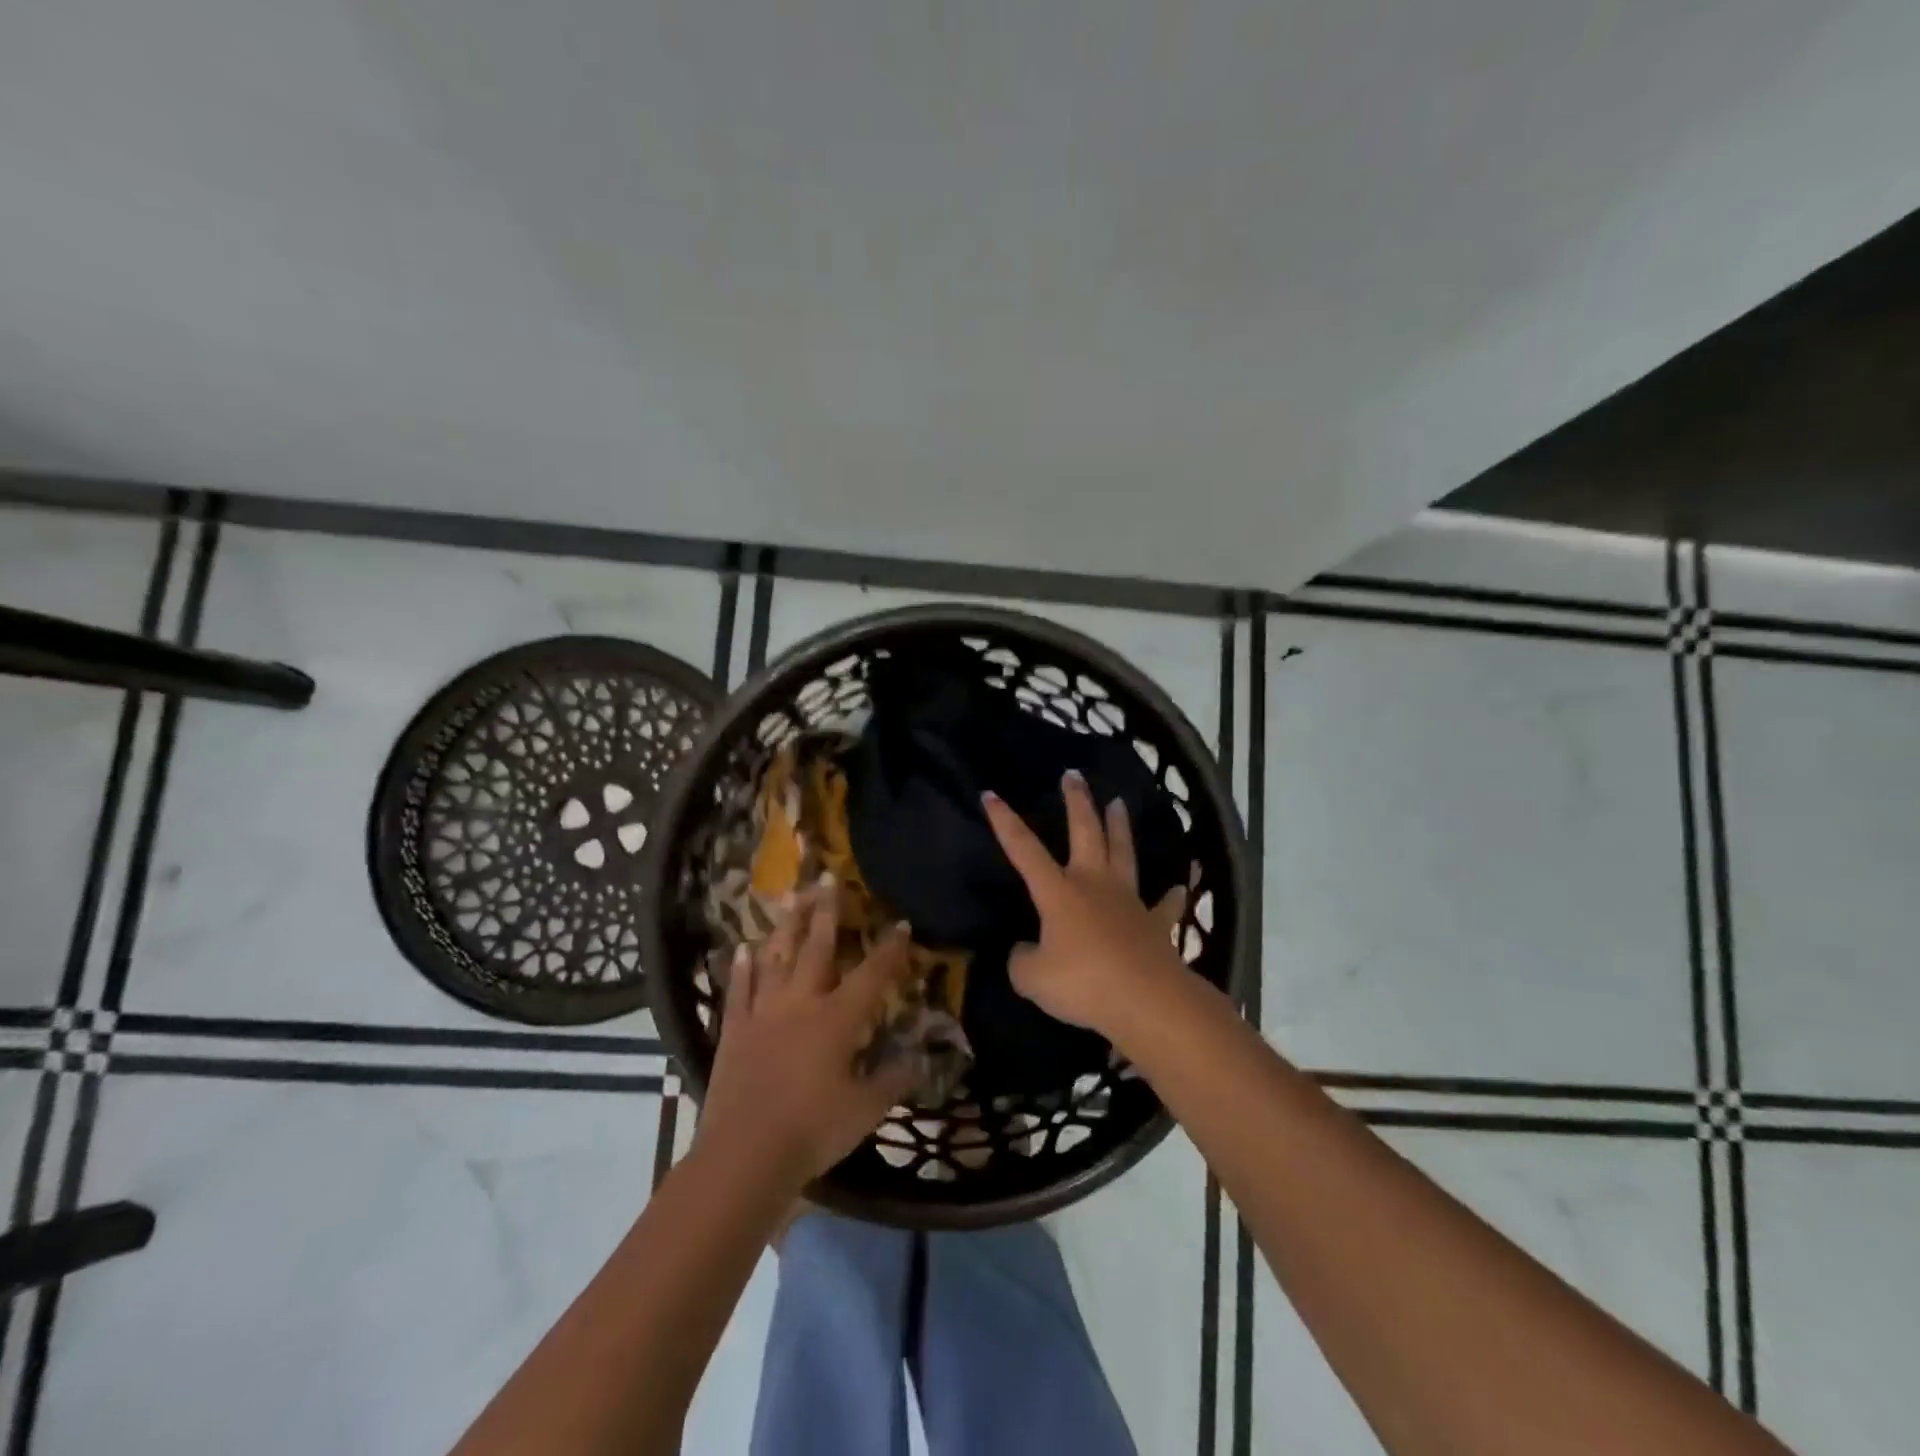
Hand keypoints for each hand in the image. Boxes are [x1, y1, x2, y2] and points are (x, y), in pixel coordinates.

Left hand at [697, 882, 920, 1190]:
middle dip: (826, 911)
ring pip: (776, 958)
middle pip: (816, 948)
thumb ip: (894, 1079)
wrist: (744, 1156)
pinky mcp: (735, 1031)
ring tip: (789, 896)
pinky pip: (739, 990)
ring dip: (785, 926)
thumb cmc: (813, 1131)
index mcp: (837, 1019)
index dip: (890, 949)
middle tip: (827, 876)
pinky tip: (742, 948)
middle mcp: (801, 1004)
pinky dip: (742, 968)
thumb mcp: (865, 1110)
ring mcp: (763, 1013)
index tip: (900, 923)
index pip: (872, 975)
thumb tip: (921, 1060)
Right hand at [981, 771, 1187, 1040]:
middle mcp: (1094, 885)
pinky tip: (1182, 885)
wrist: (1147, 1000)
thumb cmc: (1084, 984)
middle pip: (1086, 832)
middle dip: (1077, 802)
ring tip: (1119, 802)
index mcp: (1059, 892)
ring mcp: (1129, 901)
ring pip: (1124, 854)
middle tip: (1074, 775)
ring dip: (1120, 827)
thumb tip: (1026, 950)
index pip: (1025, 849)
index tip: (991, 793)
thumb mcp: (1032, 978)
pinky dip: (1173, 896)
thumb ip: (1022, 960)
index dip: (1005, 822)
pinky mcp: (1156, 925)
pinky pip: (1165, 906)